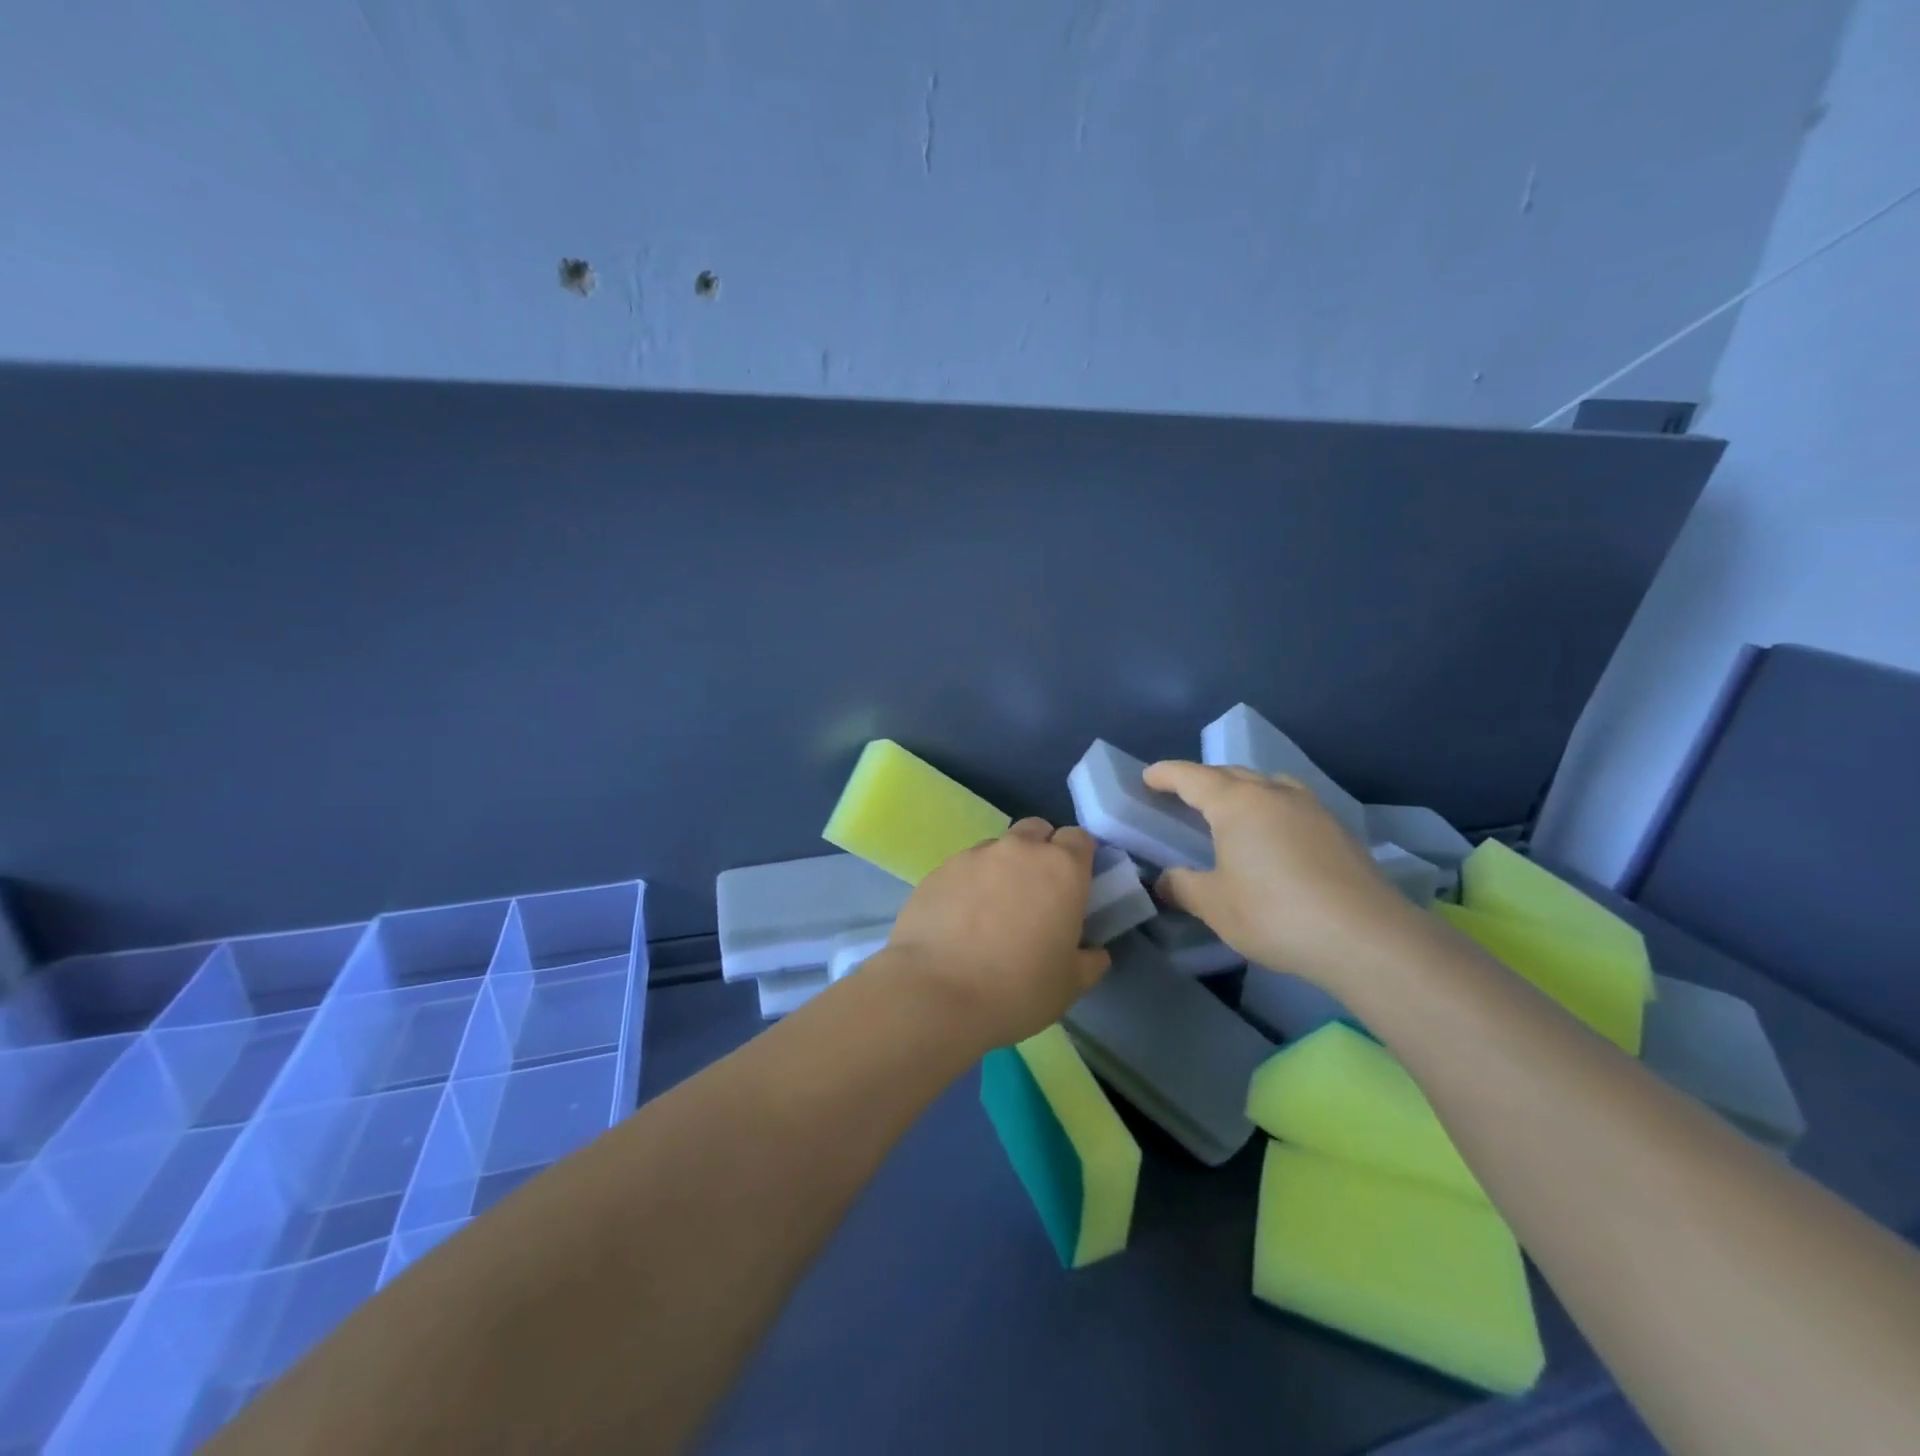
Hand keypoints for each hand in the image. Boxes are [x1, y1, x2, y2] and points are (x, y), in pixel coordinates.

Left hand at [884, 818, 1109, 1050]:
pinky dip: (968, 885)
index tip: (1074, 885)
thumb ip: (1089, 961)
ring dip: (1002, 868)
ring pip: (996, 848)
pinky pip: (962, 868)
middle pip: (1036, 830)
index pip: (1079, 838)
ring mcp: (973, 856)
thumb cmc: (1017, 989)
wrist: (936, 994)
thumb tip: (1093, 952)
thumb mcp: (1070, 985)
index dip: (1078, 857)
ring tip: (992, 910)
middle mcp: (1018, 850)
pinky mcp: (937, 871)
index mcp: (1060, 869)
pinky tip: (959, 921)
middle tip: (1036, 893)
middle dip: (1040, 851)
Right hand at [1142, 761, 1420, 994]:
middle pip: (1231, 774)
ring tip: (1231, 810)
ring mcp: (1311, 808)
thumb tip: (1165, 881)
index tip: (1148, 777)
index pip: (1191, 777)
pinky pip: (1292, 803)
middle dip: (1203, 779)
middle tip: (1183, 795)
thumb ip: (1183, 887)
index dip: (1166, 774)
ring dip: (1242, 789)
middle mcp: (1273, 793)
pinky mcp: (1338, 829)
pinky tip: (1274, 834)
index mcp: (1236, 803)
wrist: (1365, 937)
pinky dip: (1271, 807)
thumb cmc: (1275, 914)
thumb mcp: (1215, 905)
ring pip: (1267, 784)